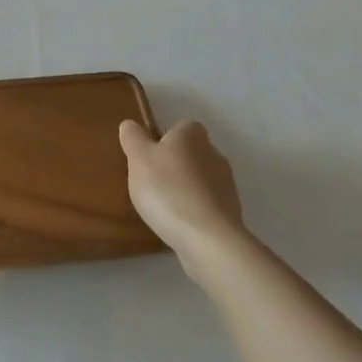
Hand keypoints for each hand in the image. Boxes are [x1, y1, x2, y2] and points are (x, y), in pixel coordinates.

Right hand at [120, 119, 244, 279]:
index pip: (182, 126)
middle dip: (176, 163)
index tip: (149, 154)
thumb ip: (133, 138)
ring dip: (186, 187)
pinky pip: (208, 204)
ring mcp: (227, 185)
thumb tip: (130, 124)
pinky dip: (195, 209)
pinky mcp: (231, 213)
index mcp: (192, 136)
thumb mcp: (138, 158)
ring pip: (201, 179)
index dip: (165, 137)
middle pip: (192, 153)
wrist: (206, 238)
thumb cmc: (167, 189)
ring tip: (163, 205)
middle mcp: (214, 154)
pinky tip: (179, 223)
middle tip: (151, 180)